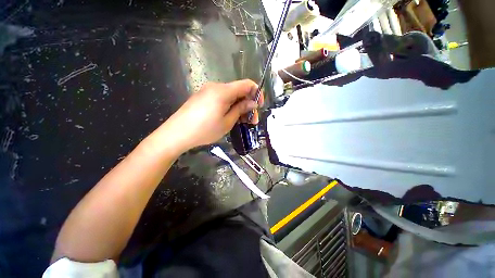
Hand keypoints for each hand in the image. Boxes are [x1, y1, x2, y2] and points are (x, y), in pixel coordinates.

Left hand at [164, 79, 263, 151]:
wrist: (177, 133)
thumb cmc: (205, 130)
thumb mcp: (227, 122)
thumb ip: (241, 109)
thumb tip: (252, 103)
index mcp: (223, 91)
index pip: (247, 84)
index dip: (256, 93)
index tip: (259, 106)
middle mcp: (216, 87)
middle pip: (238, 91)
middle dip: (248, 104)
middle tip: (251, 120)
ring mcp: (208, 91)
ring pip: (230, 95)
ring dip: (239, 106)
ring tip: (241, 121)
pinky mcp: (202, 97)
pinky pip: (221, 98)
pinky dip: (229, 106)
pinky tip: (229, 117)